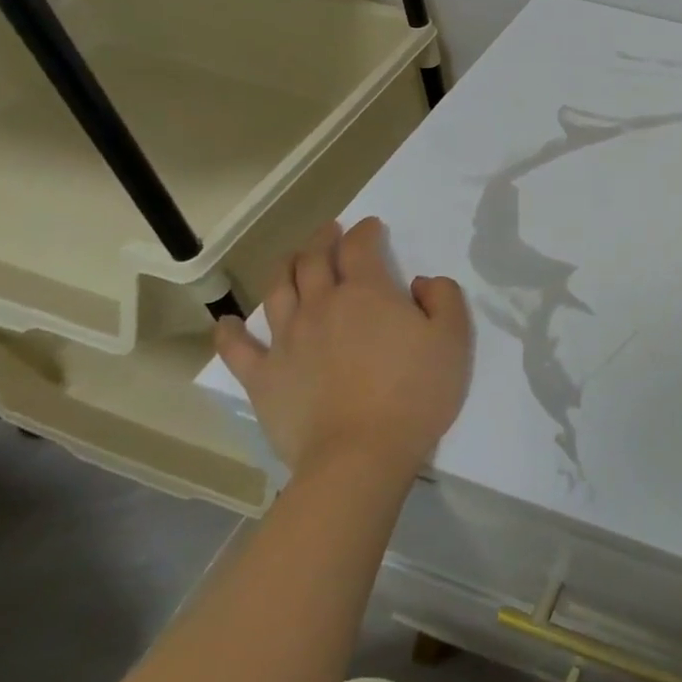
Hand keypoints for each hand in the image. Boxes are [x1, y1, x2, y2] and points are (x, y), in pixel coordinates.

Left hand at [214, 217, 472, 493]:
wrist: (360, 454)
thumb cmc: (416, 393)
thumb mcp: (453, 339)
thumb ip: (444, 298)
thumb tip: (421, 282)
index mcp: (367, 292)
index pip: (361, 247)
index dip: (366, 231)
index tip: (372, 227)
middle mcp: (322, 305)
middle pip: (313, 260)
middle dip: (322, 239)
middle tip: (330, 231)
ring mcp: (286, 340)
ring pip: (277, 290)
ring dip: (284, 267)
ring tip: (290, 258)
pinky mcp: (263, 377)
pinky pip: (237, 348)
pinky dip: (230, 331)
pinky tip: (227, 322)